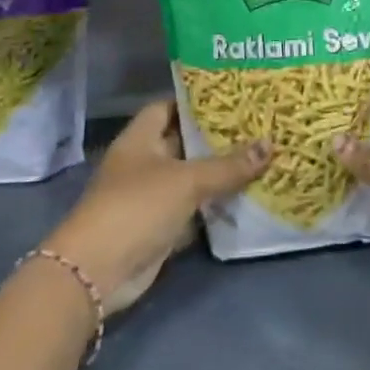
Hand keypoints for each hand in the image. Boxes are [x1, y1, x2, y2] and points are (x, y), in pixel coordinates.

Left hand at [43, 101, 268, 313]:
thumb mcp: (187, 180)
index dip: (195, 101)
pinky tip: (247, 196)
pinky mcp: (160, 226)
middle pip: (183, 142)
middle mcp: (144, 163)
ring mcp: (150, 197)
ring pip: (191, 177)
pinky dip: (215, 205)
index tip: (231, 97)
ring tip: (260, 156)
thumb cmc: (137, 207)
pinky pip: (193, 208)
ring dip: (219, 173)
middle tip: (256, 125)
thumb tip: (270, 144)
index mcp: (140, 139)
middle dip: (216, 137)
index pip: (167, 107)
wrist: (99, 272)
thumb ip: (228, 165)